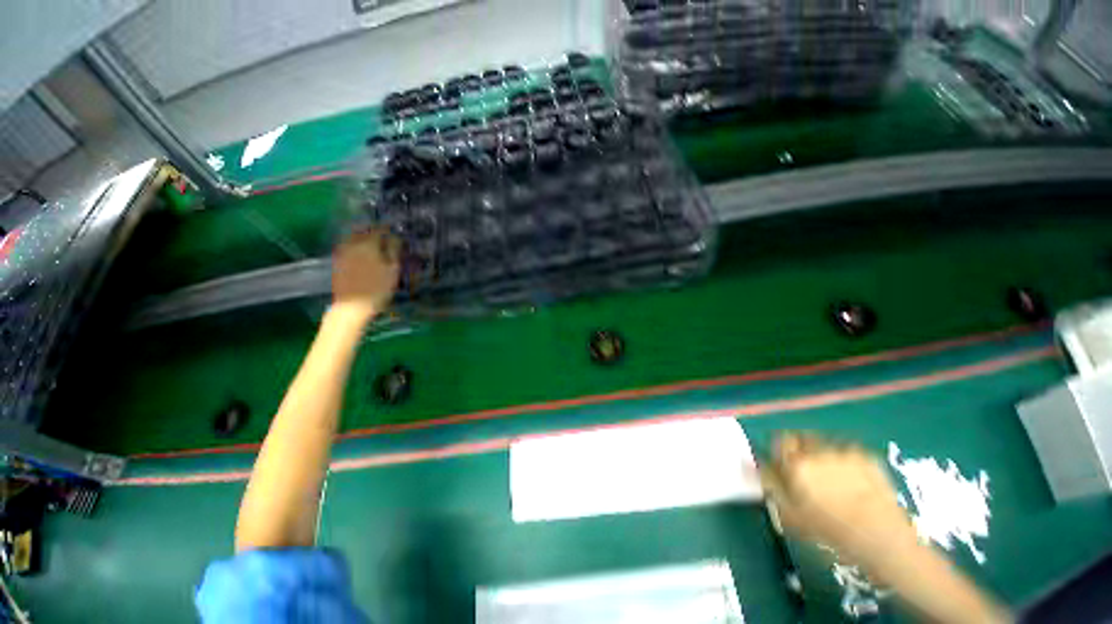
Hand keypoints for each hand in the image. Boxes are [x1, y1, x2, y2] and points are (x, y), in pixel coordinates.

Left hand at [331, 228, 400, 323]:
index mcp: (368, 244)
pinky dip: (357, 246)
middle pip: (364, 231)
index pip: (380, 229)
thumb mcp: (393, 270)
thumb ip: (394, 251)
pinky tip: (364, 254)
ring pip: (354, 237)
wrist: (352, 307)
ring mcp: (343, 252)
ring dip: (365, 238)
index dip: (389, 229)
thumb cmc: (377, 289)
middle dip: (375, 232)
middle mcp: (353, 244)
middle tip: (386, 238)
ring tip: (376, 245)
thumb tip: (396, 237)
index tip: (396, 233)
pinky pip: (348, 246)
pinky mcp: (338, 261)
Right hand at [762, 433, 917, 566]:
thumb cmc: (832, 532)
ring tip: (831, 478)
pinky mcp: (865, 454)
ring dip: (819, 453)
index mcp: (796, 464)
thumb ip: (770, 485)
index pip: (778, 440)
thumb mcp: (792, 515)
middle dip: (799, 450)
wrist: (885, 540)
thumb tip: (752, 463)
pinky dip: (841, 459)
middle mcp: (817, 450)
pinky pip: (843, 449)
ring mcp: (844, 450)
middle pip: (799, 437)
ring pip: (821, 442)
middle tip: (806, 472)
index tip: (784, 466)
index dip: (779, 452)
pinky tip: (851, 480)